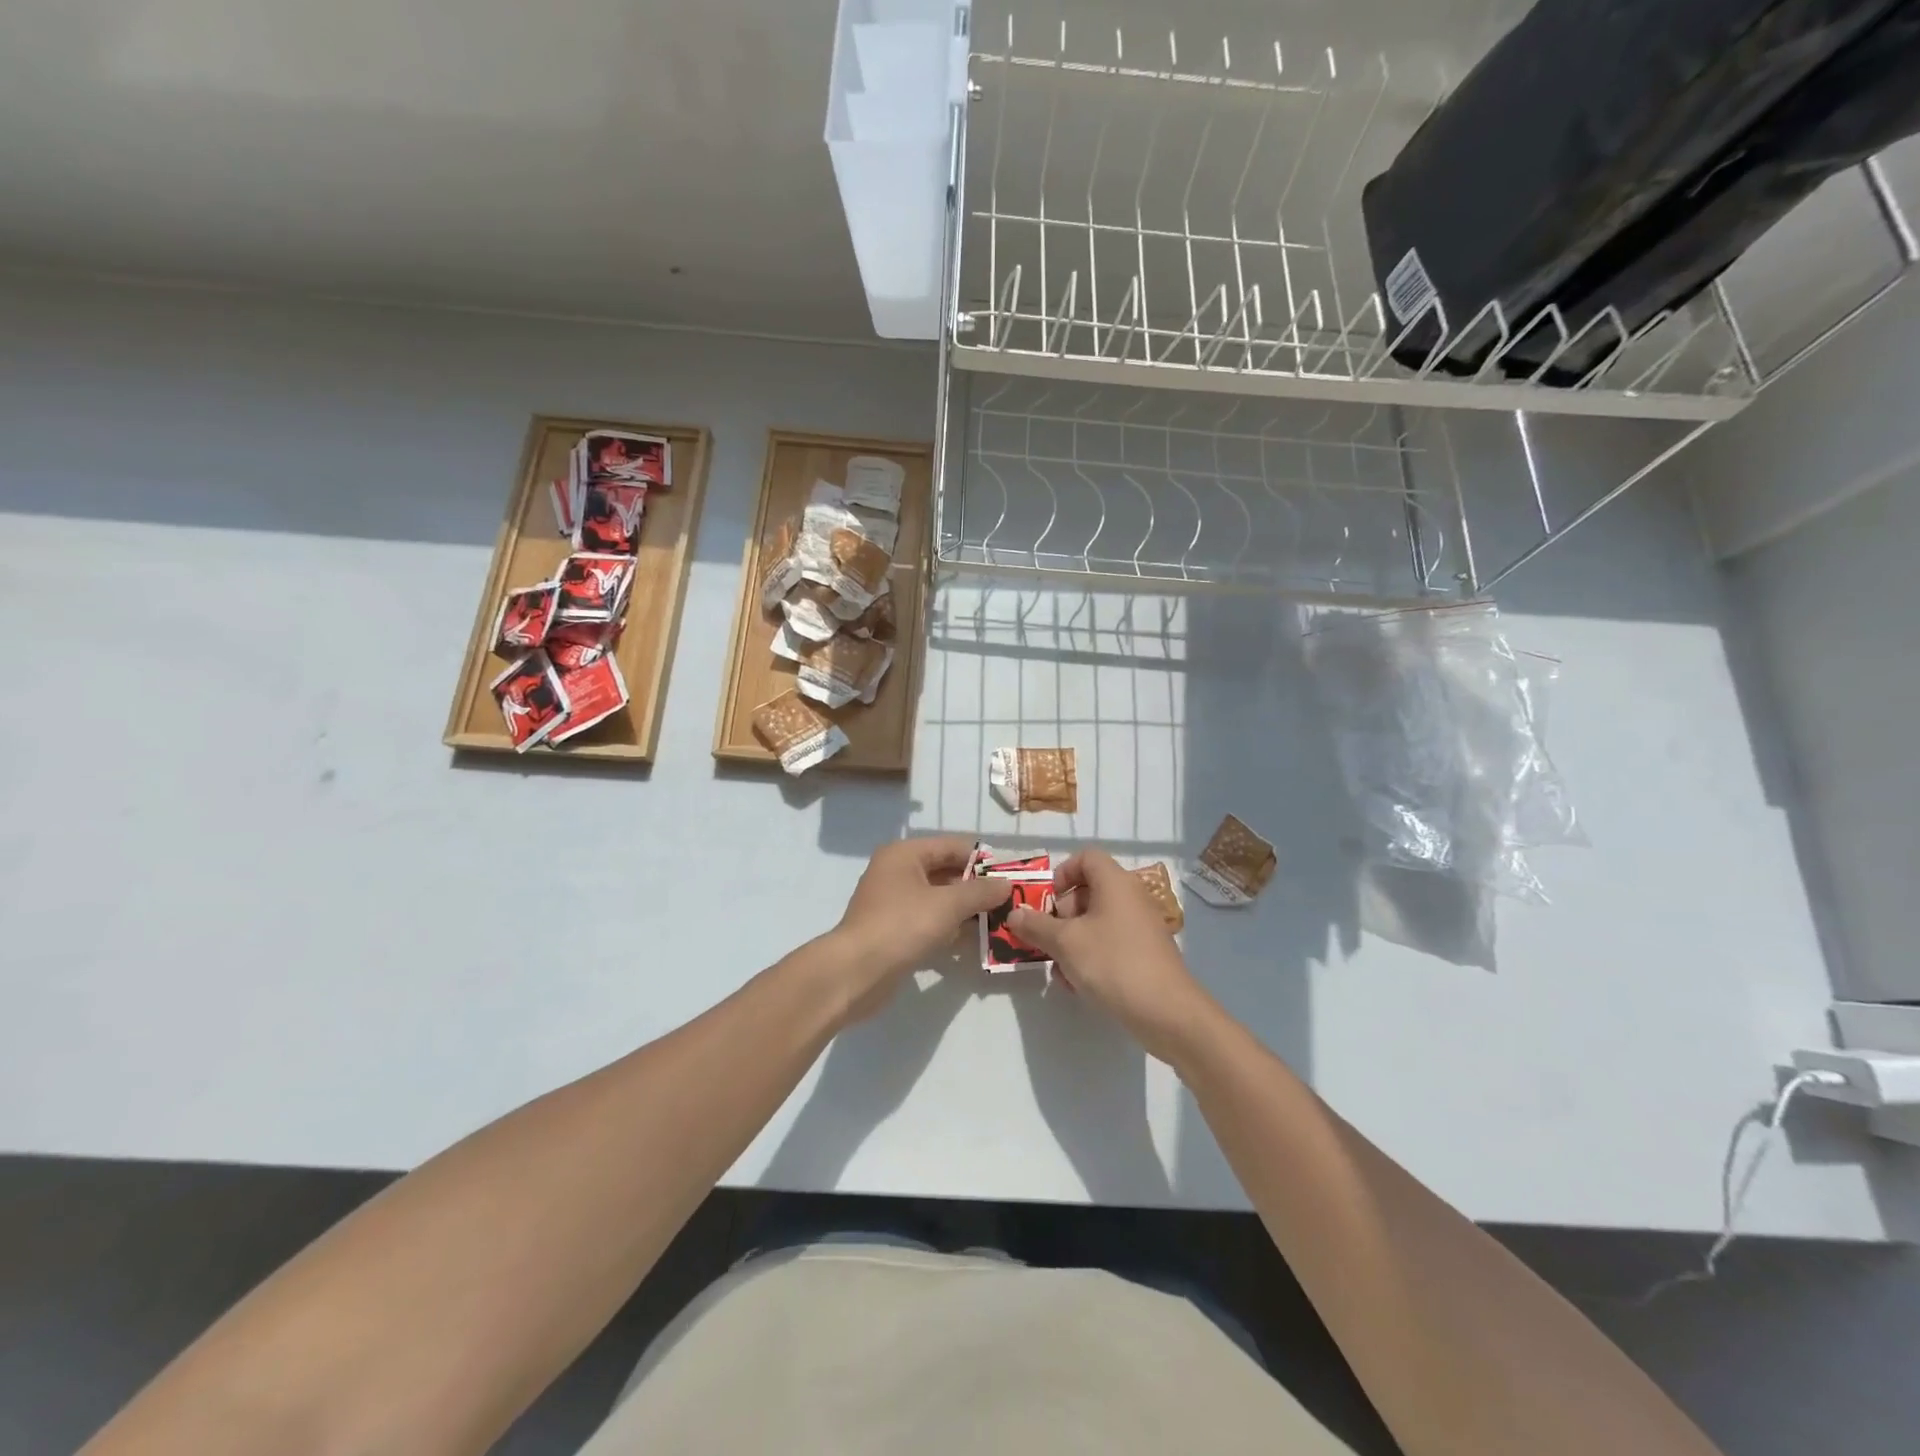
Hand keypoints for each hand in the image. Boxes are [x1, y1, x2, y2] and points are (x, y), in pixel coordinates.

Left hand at [824, 836, 1009, 1021]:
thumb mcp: (947, 905)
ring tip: (999, 921)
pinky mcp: (894, 929)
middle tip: (1008, 901)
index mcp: (905, 854)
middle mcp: (897, 872)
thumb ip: (980, 892)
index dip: (982, 860)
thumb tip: (1006, 884)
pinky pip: (929, 920)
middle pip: (945, 872)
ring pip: (938, 898)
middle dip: (976, 887)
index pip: (952, 847)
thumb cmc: (902, 926)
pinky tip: (973, 940)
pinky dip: (950, 927)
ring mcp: (893, 902)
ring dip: (965, 909)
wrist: (856, 972)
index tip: (1010, 877)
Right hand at [1008, 850, 1223, 1065]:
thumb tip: (1014, 914)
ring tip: (1059, 971)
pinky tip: (1077, 985)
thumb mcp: (1065, 943)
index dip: (1062, 873)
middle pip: (1088, 891)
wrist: (1167, 1012)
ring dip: (1071, 942)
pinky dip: (1090, 957)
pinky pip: (1109, 944)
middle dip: (1061, 916)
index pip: (1086, 857)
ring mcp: (1140, 927)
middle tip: (1047, 940)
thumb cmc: (1113, 963)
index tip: (1047, 901)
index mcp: (1115, 883)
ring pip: (1095, 923)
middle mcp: (1130, 898)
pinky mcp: (1144, 954)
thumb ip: (1036, 926)